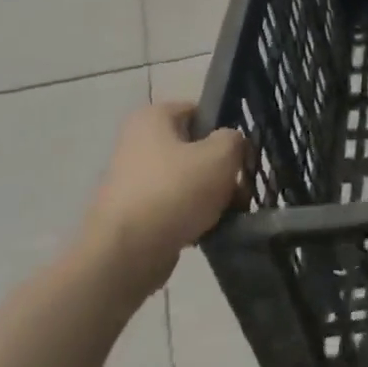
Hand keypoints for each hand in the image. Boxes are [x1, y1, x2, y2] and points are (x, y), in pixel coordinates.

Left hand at [84, 103, 247, 300]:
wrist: (126, 255)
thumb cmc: (175, 191)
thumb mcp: (222, 154)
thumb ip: (235, 140)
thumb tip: (230, 146)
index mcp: (152, 119)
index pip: (200, 111)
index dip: (225, 130)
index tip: (241, 153)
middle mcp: (137, 144)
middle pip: (196, 149)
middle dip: (222, 169)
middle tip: (240, 188)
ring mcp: (132, 181)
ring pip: (188, 180)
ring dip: (212, 195)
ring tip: (229, 212)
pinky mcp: (133, 214)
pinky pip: (174, 207)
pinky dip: (193, 216)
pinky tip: (208, 229)